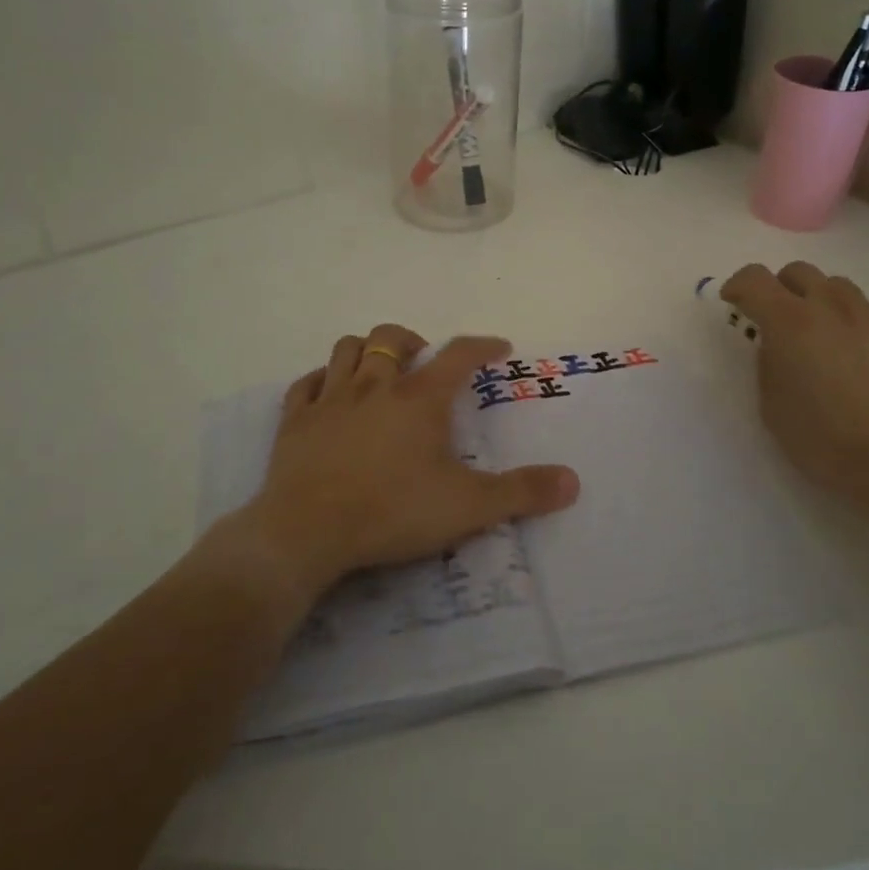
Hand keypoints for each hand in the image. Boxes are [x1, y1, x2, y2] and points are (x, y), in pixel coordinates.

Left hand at [221, 324, 579, 603]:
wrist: (307, 531)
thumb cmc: (392, 511)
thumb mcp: (468, 507)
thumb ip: (522, 492)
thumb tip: (573, 480)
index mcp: (419, 399)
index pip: (458, 354)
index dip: (482, 345)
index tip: (498, 346)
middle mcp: (374, 386)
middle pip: (391, 338)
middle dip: (413, 341)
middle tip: (425, 361)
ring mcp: (330, 399)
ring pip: (346, 348)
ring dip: (366, 350)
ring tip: (378, 368)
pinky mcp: (295, 421)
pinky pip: (306, 383)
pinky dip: (321, 379)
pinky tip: (327, 392)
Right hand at [722, 263, 868, 524]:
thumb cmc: (822, 437)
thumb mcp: (770, 403)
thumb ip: (767, 361)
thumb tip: (776, 345)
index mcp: (789, 321)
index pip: (754, 278)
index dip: (738, 286)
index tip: (733, 304)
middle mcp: (828, 307)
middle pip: (797, 271)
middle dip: (778, 288)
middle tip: (773, 320)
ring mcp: (867, 317)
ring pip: (833, 284)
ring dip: (814, 298)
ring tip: (814, 333)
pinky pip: (861, 308)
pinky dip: (844, 318)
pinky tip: (847, 354)